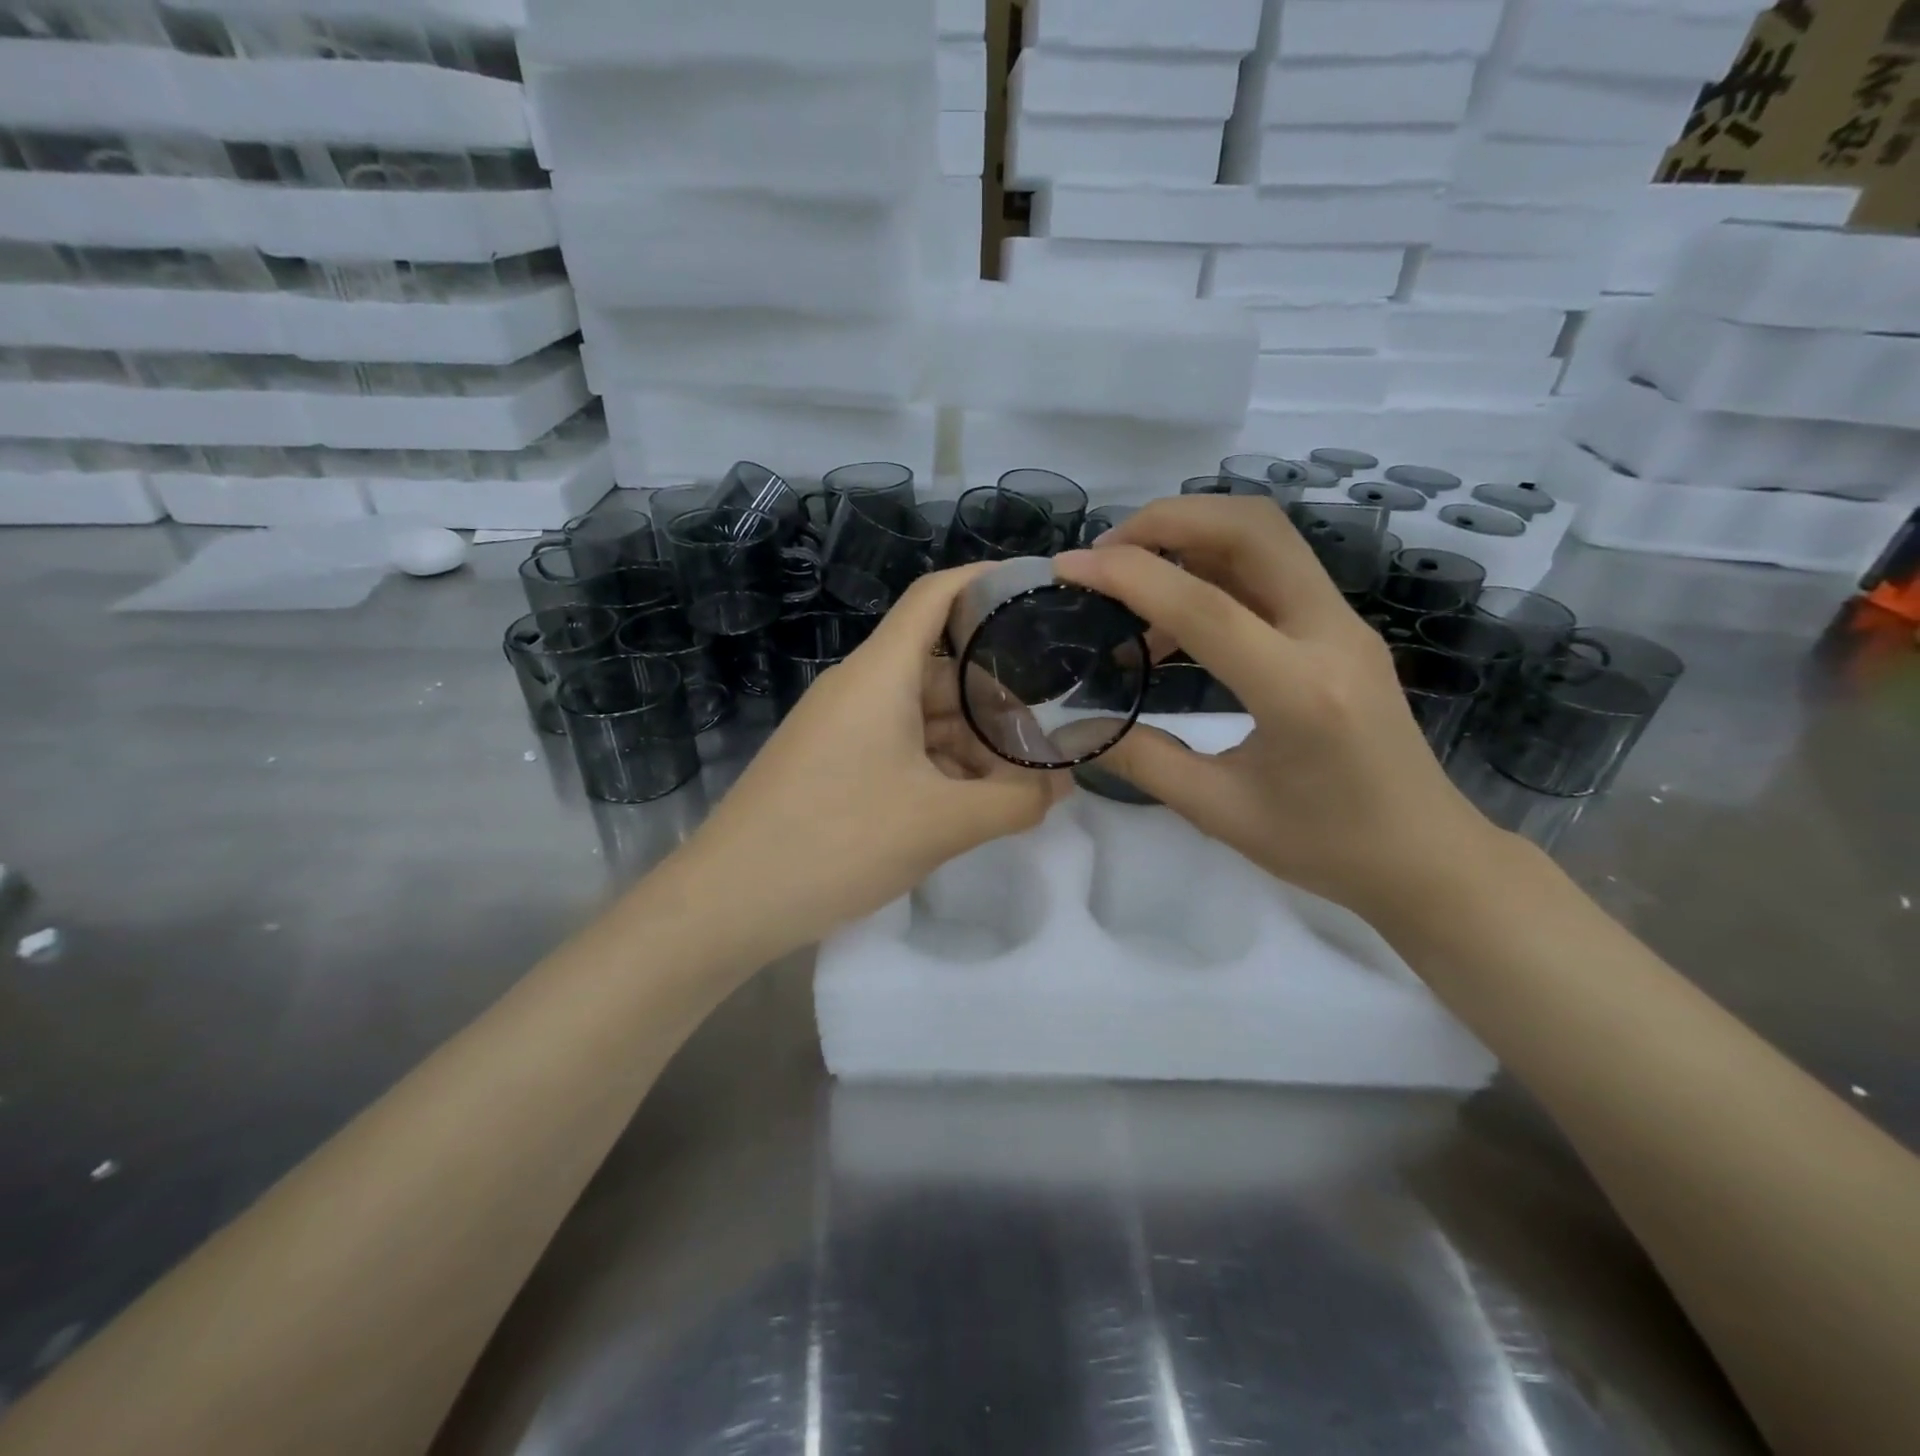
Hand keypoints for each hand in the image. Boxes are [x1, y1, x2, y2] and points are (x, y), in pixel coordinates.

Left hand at [678, 566, 1068, 950]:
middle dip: (996, 693)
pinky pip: (897, 744)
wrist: (729, 901)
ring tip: (1019, 776)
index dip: (986, 582)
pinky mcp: (832, 763)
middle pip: (939, 664)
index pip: (935, 597)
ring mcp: (841, 727)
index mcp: (880, 674)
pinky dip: (938, 763)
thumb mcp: (941, 824)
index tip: (1038, 592)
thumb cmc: (838, 841)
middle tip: (1050, 726)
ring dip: (970, 738)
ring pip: (921, 711)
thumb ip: (1014, 800)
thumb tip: (1060, 784)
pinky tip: (969, 800)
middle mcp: (859, 687)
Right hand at [1054, 497, 1506, 919]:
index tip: (1067, 568)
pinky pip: (1271, 571)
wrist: (1425, 855)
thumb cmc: (1326, 846)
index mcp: (1300, 691)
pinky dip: (1212, 571)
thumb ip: (1141, 761)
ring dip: (1191, 536)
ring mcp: (1343, 624)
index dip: (1128, 576)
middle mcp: (1330, 635)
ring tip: (1129, 584)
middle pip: (1253, 528)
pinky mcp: (1340, 627)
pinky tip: (1172, 625)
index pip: (1205, 606)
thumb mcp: (1220, 811)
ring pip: (1266, 537)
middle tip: (1106, 554)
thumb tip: (1071, 729)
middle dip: (1168, 521)